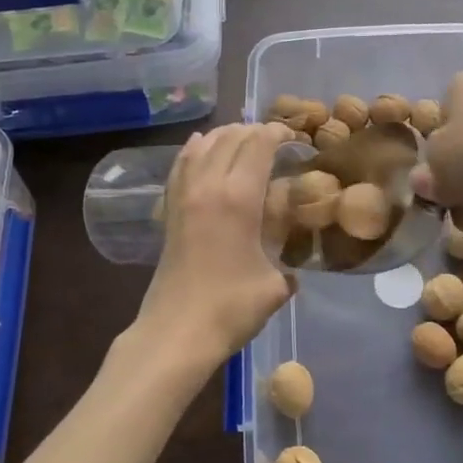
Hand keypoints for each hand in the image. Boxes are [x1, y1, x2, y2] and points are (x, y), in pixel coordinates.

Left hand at [135, 122, 295, 366]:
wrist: (176, 332)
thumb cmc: (231, 308)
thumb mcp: (275, 286)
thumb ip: (287, 269)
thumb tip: (290, 271)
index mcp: (239, 197)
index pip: (259, 145)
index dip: (278, 133)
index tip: (294, 136)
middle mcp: (208, 185)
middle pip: (230, 138)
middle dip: (254, 131)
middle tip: (273, 140)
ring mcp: (184, 196)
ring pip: (203, 146)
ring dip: (224, 136)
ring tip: (242, 139)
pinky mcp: (169, 210)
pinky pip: (181, 165)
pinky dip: (194, 149)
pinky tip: (200, 147)